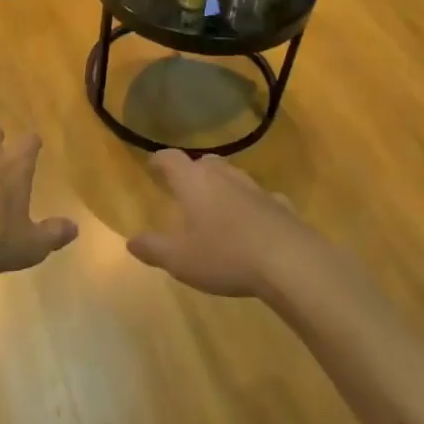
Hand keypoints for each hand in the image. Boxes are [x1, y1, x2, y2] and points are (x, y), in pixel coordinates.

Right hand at [128, 150, 325, 297]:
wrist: (291, 263)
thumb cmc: (226, 256)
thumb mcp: (180, 260)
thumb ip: (153, 249)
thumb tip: (131, 241)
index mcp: (194, 182)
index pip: (171, 159)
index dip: (160, 161)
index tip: (153, 166)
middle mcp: (225, 177)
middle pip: (205, 162)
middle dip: (193, 171)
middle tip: (185, 187)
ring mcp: (256, 189)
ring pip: (234, 177)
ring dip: (223, 186)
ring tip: (217, 205)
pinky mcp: (282, 206)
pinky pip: (262, 199)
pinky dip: (253, 206)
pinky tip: (254, 223)